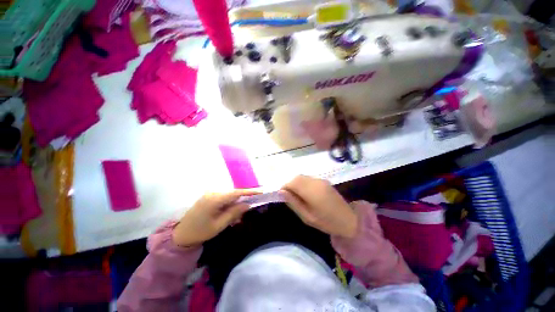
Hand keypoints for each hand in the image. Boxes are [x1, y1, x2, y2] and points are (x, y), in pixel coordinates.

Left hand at [172, 190, 256, 246]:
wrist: (181, 234)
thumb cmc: (200, 232)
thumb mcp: (219, 225)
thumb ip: (234, 213)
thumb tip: (247, 204)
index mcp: (215, 199)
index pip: (236, 192)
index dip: (249, 191)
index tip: (260, 191)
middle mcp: (213, 193)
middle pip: (233, 193)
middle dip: (243, 198)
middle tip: (251, 205)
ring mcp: (210, 194)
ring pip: (229, 195)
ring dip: (236, 202)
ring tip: (240, 212)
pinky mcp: (209, 197)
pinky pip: (223, 198)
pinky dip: (230, 203)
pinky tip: (230, 211)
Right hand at [281, 175, 357, 238]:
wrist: (349, 220)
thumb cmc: (326, 222)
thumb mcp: (307, 216)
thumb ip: (293, 202)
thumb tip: (281, 192)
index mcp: (312, 191)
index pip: (292, 182)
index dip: (285, 187)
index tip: (282, 195)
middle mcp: (316, 182)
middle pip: (297, 177)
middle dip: (290, 184)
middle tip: (289, 196)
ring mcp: (321, 180)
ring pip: (302, 177)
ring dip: (296, 183)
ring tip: (297, 196)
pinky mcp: (324, 181)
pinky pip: (308, 179)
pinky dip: (303, 183)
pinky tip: (305, 193)